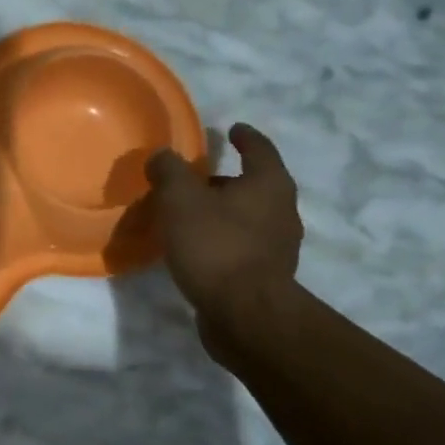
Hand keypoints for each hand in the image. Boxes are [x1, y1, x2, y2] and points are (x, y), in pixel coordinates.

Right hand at [145, 123, 302, 362]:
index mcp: (269, 184)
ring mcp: (279, 248)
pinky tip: (196, 250)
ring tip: (188, 217)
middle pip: (253, 186)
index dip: (244, 137)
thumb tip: (162, 156)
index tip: (232, 129)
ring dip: (222, 213)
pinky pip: (241, 247)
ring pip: (247, 218)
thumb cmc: (215, 246)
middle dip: (225, 181)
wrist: (245, 315)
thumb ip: (169, 171)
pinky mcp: (267, 277)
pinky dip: (221, 240)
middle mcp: (282, 211)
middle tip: (193, 180)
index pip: (259, 149)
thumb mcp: (180, 199)